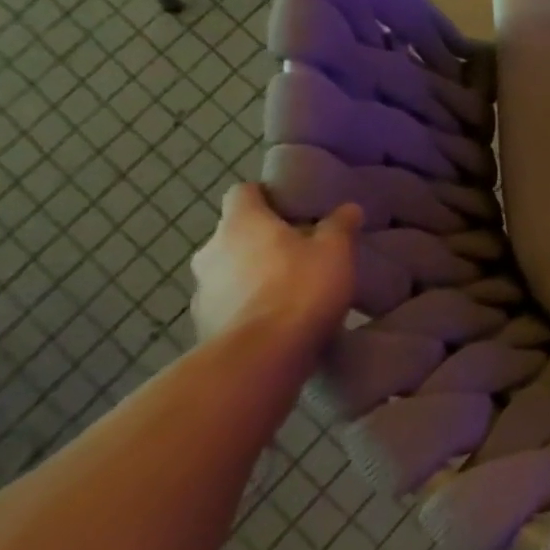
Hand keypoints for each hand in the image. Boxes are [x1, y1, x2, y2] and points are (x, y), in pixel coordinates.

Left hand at [190, 185, 361, 348]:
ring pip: (229, 271)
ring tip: (289, 289)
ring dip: (252, 275)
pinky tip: (275, 318)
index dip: (266, 196)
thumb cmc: (300, 288)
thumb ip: (340, 225)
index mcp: (241, 223)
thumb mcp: (336, 251)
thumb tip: (347, 208)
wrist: (261, 357)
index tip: (292, 207)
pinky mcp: (202, 326)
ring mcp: (202, 291)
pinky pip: (228, 304)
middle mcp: (211, 250)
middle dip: (262, 239)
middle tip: (298, 250)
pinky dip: (247, 306)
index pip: (243, 192)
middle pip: (235, 233)